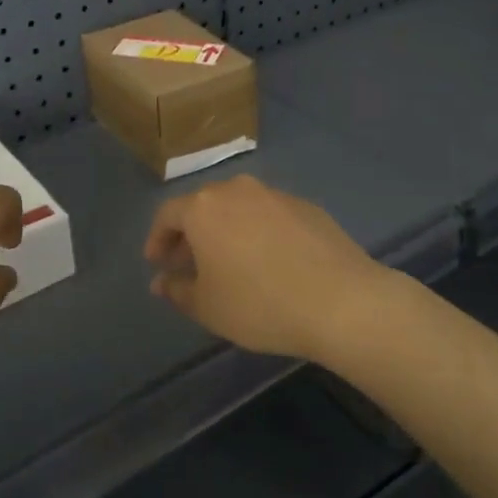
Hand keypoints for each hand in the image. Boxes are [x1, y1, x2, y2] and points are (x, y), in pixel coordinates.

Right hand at [143, 175, 398, 359]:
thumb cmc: (259, 304)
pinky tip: (268, 261)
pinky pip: (269, 215)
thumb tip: (162, 281)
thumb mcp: (208, 307)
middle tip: (188, 264)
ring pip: (238, 208)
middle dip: (190, 234)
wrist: (340, 300)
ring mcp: (276, 195)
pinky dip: (258, 232)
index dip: (157, 239)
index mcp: (204, 208)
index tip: (157, 263)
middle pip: (203, 206)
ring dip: (226, 231)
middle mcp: (237, 190)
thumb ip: (178, 290)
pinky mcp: (307, 206)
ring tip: (228, 263)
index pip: (168, 215)